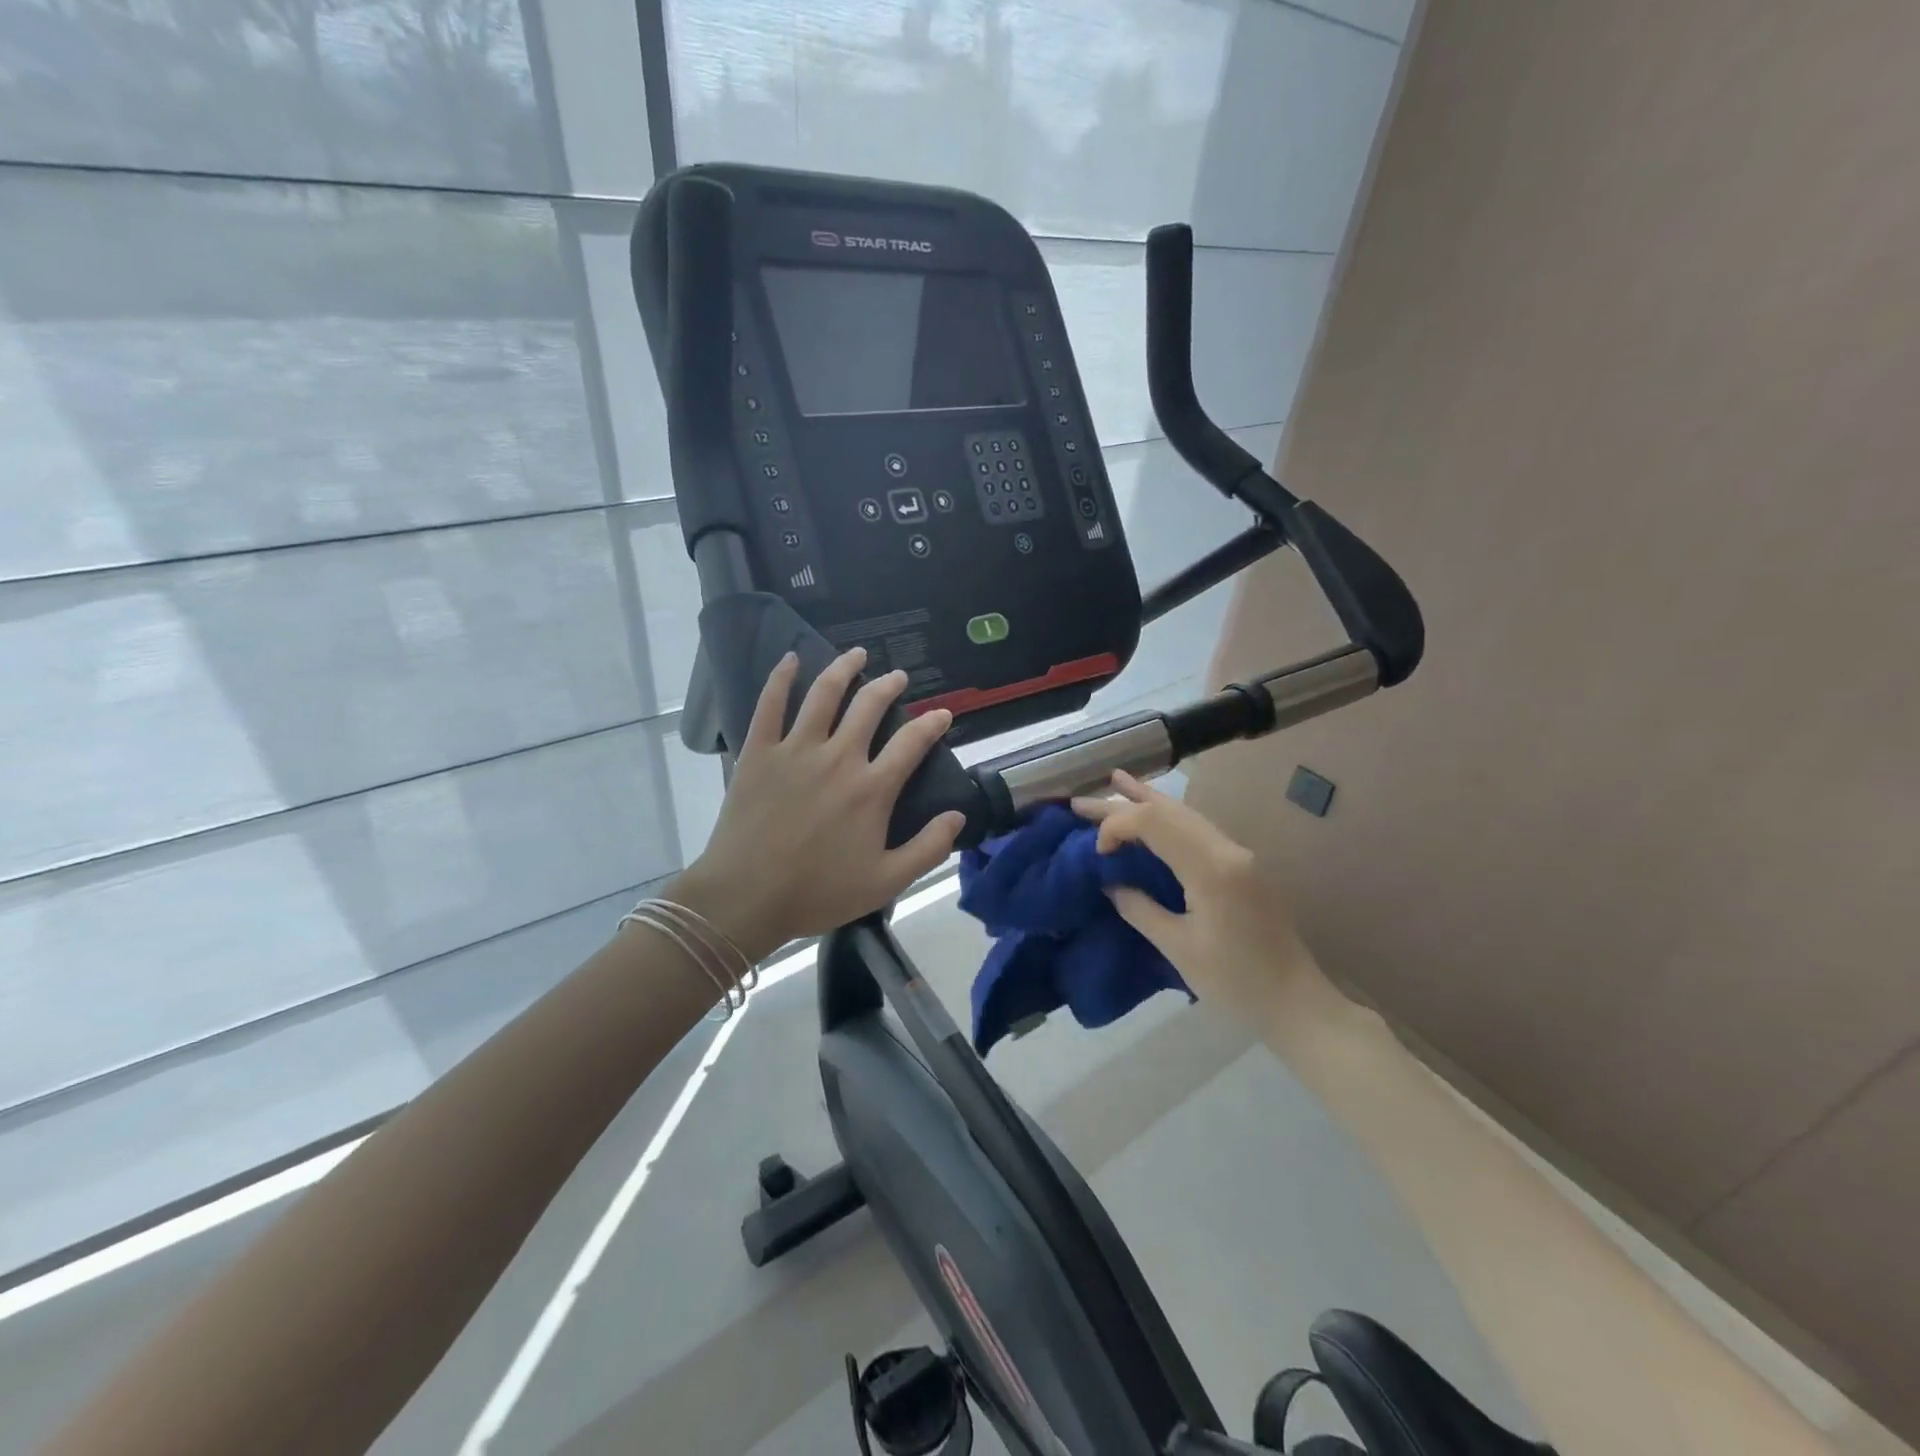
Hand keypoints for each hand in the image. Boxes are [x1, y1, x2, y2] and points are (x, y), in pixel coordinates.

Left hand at [671, 648, 965, 961]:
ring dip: (844, 669)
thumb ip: (928, 849)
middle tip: (898, 677)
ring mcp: (795, 750)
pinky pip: (770, 705)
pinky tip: (791, 659)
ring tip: (857, 654)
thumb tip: (957, 816)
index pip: (912, 743)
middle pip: (869, 706)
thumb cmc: (818, 892)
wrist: (746, 897)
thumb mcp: (886, 882)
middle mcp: (838, 758)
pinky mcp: (759, 752)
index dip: (932, 724)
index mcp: (871, 789)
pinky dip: (781, 678)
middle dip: (889, 686)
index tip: (943, 713)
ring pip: (824, 694)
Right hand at [1071, 771, 1316, 1018]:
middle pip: (1168, 810)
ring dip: (1147, 802)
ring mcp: (1238, 855)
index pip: (1154, 822)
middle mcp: (1227, 849)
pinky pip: (1197, 829)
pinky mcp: (1242, 866)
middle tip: (1080, 803)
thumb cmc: (1236, 982)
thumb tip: (1110, 884)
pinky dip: (1168, 818)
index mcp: (1211, 868)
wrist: (1298, 1002)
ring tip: (1116, 782)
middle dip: (1123, 804)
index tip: (1097, 853)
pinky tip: (1153, 811)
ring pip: (1185, 814)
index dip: (1117, 826)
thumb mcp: (1178, 949)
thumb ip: (1140, 909)